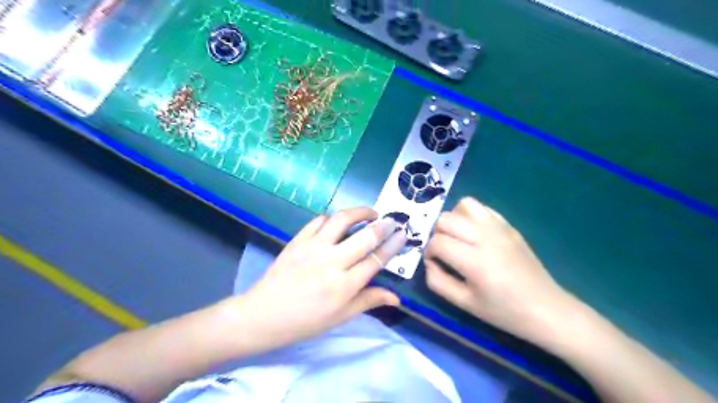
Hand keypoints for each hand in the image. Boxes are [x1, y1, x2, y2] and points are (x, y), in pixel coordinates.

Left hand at [238, 208, 405, 349]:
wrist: (263, 315)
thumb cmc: (305, 321)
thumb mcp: (340, 317)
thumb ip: (368, 301)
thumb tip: (396, 297)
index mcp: (344, 286)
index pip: (376, 259)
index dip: (393, 245)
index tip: (403, 233)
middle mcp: (331, 262)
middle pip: (365, 236)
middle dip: (383, 225)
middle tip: (392, 220)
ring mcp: (313, 248)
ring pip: (342, 220)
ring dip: (360, 212)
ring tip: (369, 213)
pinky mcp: (298, 240)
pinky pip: (319, 220)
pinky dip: (332, 218)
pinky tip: (337, 223)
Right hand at [425, 198, 572, 342]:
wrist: (546, 309)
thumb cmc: (503, 311)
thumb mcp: (464, 303)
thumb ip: (437, 282)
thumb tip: (429, 262)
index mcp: (474, 261)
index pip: (437, 242)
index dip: (428, 252)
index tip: (434, 263)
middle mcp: (485, 238)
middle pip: (445, 219)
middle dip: (437, 234)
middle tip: (444, 251)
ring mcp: (499, 228)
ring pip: (463, 205)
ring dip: (453, 219)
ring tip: (457, 237)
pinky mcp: (509, 226)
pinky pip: (482, 208)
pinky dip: (470, 215)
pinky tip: (473, 233)